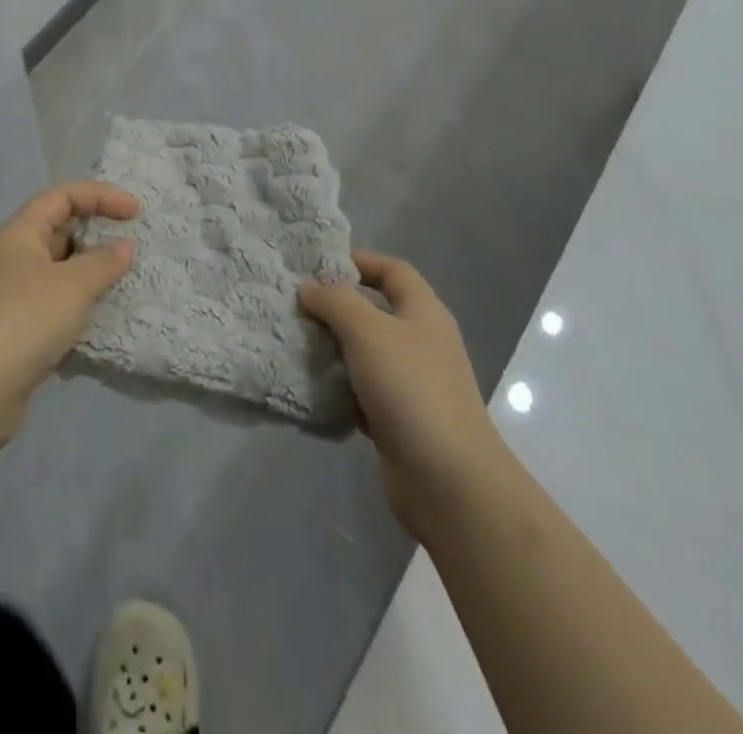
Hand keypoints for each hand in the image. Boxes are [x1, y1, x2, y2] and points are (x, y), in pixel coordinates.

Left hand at [0, 181, 137, 449]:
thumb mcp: (72, 284)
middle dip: (96, 236)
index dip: (100, 196)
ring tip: (124, 286)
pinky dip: (79, 308)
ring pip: (59, 272)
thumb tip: (123, 246)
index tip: (135, 213)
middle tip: (131, 250)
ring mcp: (12, 296)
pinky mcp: (17, 331)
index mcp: (20, 233)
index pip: (62, 196)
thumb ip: (103, 262)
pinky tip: (101, 323)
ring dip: (90, 276)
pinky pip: (55, 306)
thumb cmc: (24, 319)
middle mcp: (13, 257)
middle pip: (59, 231)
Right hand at [300, 252, 504, 541]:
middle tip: (294, 304)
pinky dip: (336, 387)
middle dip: (335, 306)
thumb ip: (335, 301)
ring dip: (331, 348)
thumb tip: (309, 287)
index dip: (358, 260)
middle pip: (375, 311)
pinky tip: (308, 386)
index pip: (392, 270)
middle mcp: (420, 343)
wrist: (450, 482)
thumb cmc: (411, 389)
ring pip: (364, 353)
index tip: (316, 264)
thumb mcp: (368, 331)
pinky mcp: (398, 420)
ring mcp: (411, 384)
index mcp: (423, 313)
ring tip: (292, 341)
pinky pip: (360, 391)